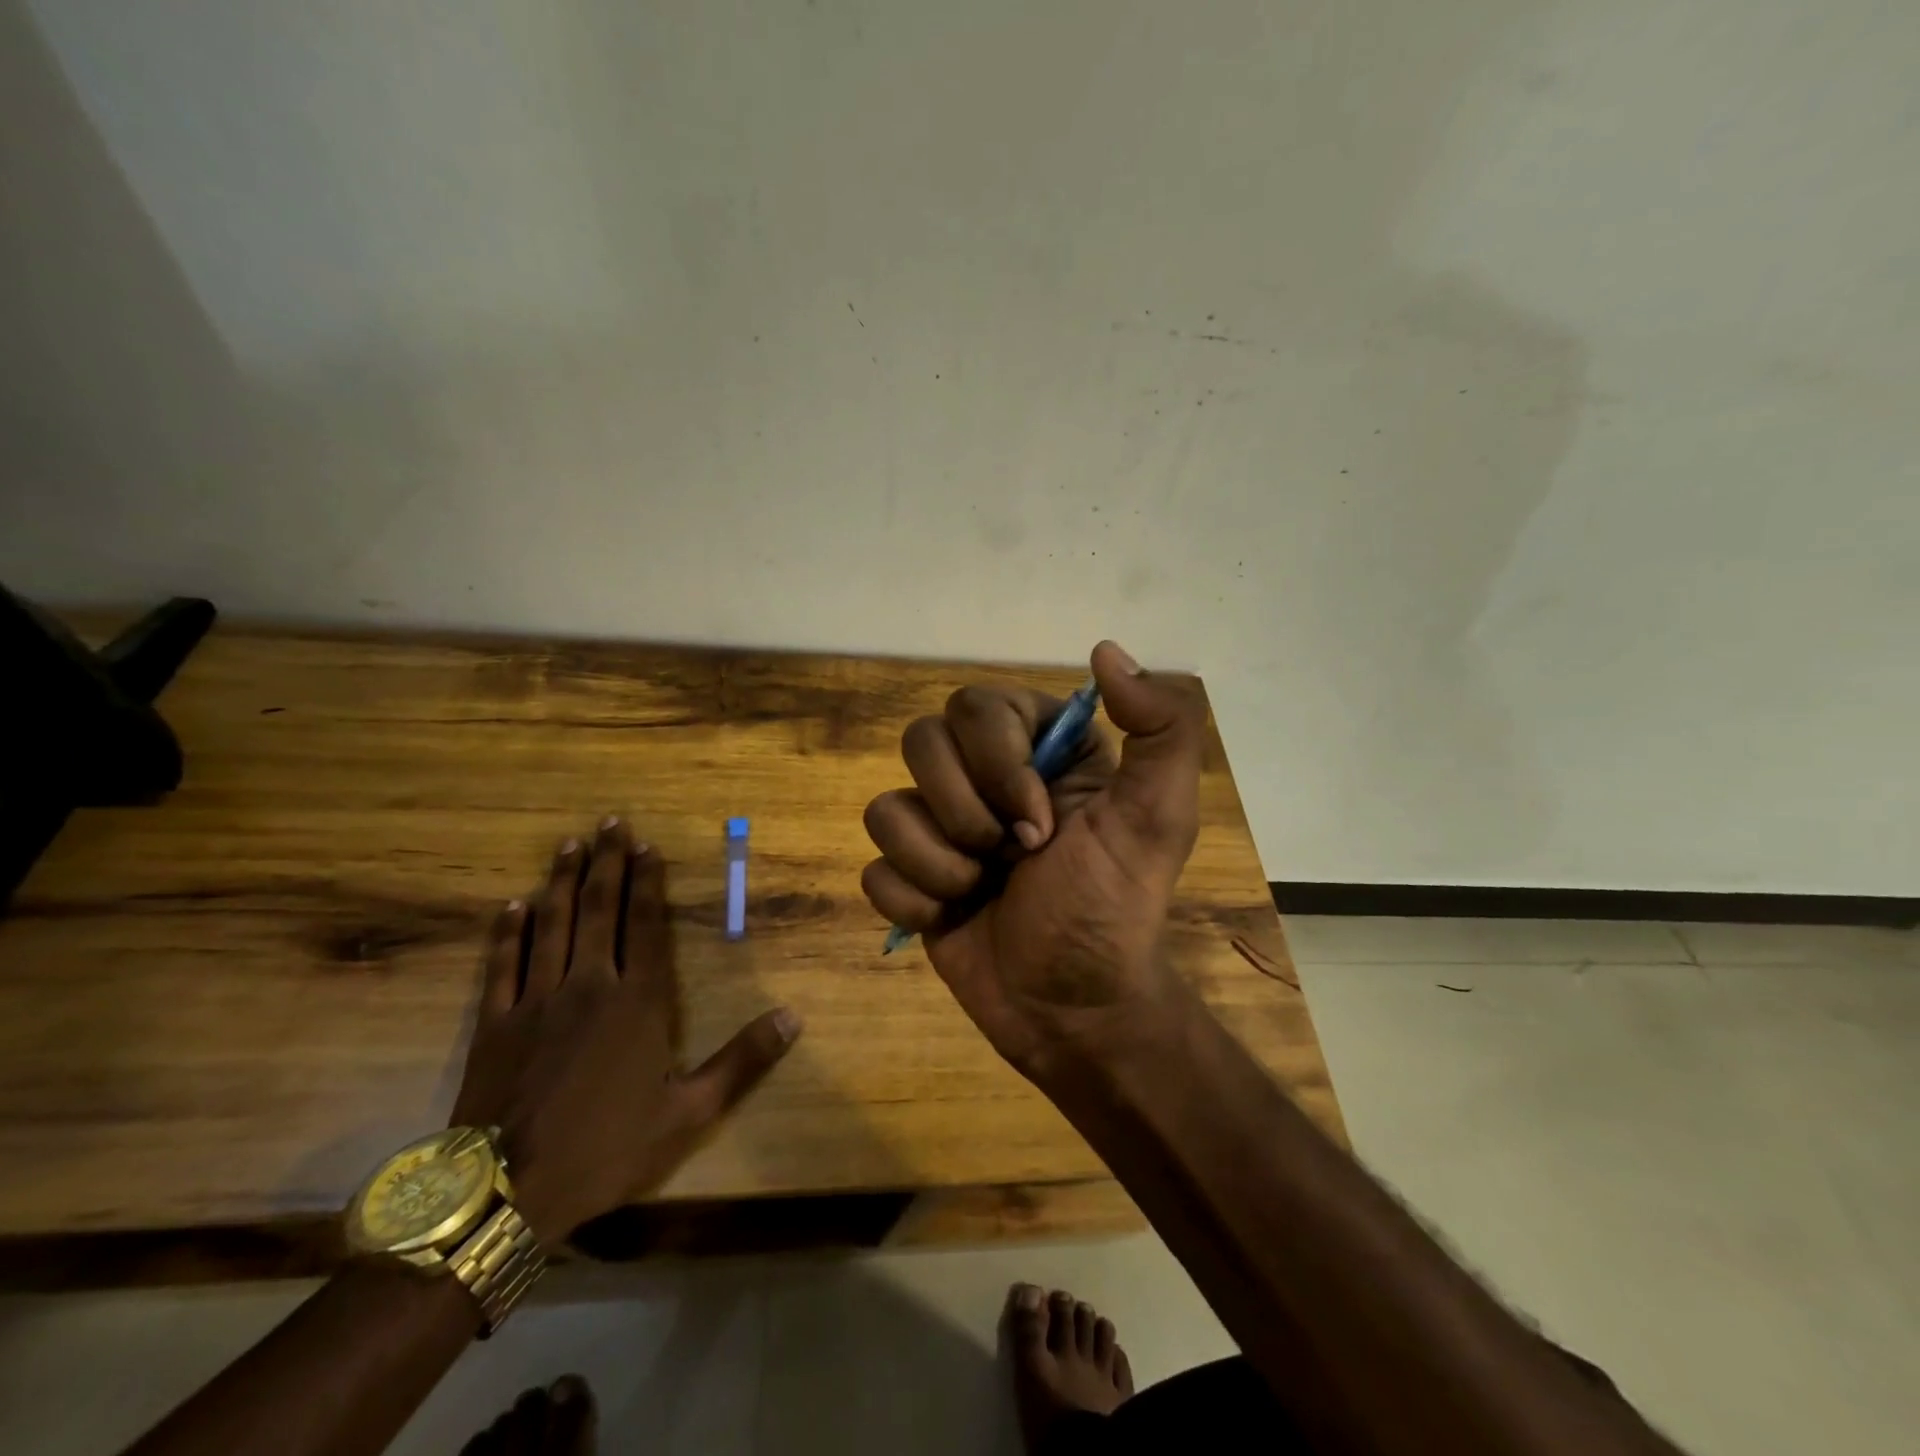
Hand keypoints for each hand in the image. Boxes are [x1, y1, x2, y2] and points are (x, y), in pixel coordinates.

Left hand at [450, 817, 799, 1246]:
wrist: (507, 1194)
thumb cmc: (607, 1148)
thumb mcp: (690, 1112)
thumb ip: (743, 1060)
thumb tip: (794, 1017)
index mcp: (638, 1003)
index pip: (645, 927)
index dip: (647, 884)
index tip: (648, 847)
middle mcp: (589, 986)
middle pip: (599, 911)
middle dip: (607, 863)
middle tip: (610, 822)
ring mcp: (537, 1001)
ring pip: (552, 926)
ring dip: (562, 882)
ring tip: (570, 845)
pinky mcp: (495, 1024)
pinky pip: (503, 965)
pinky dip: (508, 932)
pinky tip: (513, 905)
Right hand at [860, 641, 1207, 1082]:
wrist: (1072, 1010)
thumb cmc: (1113, 909)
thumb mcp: (1157, 818)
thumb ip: (1161, 728)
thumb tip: (1106, 650)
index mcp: (1039, 748)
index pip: (976, 706)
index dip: (996, 765)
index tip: (1040, 824)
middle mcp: (985, 775)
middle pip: (920, 743)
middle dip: (965, 814)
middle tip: (1013, 858)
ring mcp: (942, 826)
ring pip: (885, 806)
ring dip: (937, 863)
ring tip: (981, 891)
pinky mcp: (911, 876)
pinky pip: (873, 866)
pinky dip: (914, 900)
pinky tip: (954, 917)